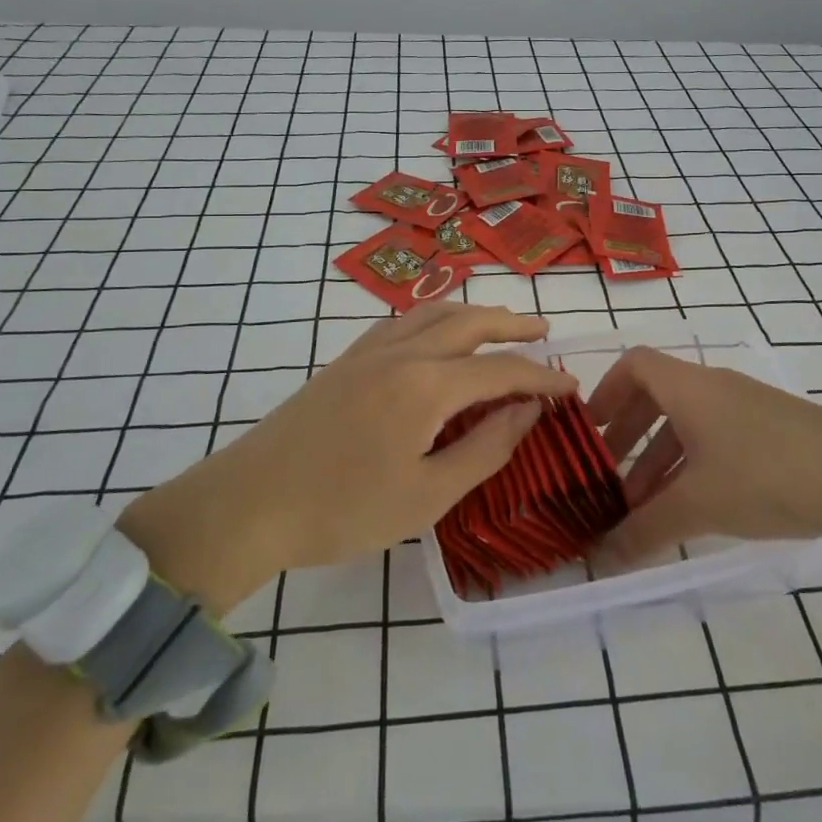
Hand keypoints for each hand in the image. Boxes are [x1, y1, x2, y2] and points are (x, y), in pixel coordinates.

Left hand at [119, 305, 577, 611]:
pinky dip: (434, 316)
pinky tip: (435, 332)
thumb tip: (527, 411)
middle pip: (470, 323)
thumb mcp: (428, 495)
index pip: (502, 370)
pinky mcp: (346, 359)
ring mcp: (370, 350)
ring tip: (499, 322)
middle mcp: (403, 352)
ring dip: (473, 312)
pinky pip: (402, 320)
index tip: (571, 387)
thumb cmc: (344, 509)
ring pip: (433, 312)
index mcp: (428, 385)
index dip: (541, 378)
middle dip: (512, 324)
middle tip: (544, 330)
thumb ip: (486, 448)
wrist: (251, 502)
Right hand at [586, 347, 821, 560]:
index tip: (587, 430)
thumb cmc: (767, 475)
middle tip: (605, 476)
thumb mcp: (699, 505)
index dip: (604, 391)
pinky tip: (691, 506)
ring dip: (657, 458)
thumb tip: (599, 558)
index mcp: (689, 387)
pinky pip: (713, 437)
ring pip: (685, 422)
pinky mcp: (769, 429)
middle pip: (655, 395)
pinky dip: (690, 464)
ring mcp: (744, 406)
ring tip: (642, 506)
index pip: (633, 364)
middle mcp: (712, 386)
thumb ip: (644, 530)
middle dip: (626, 435)